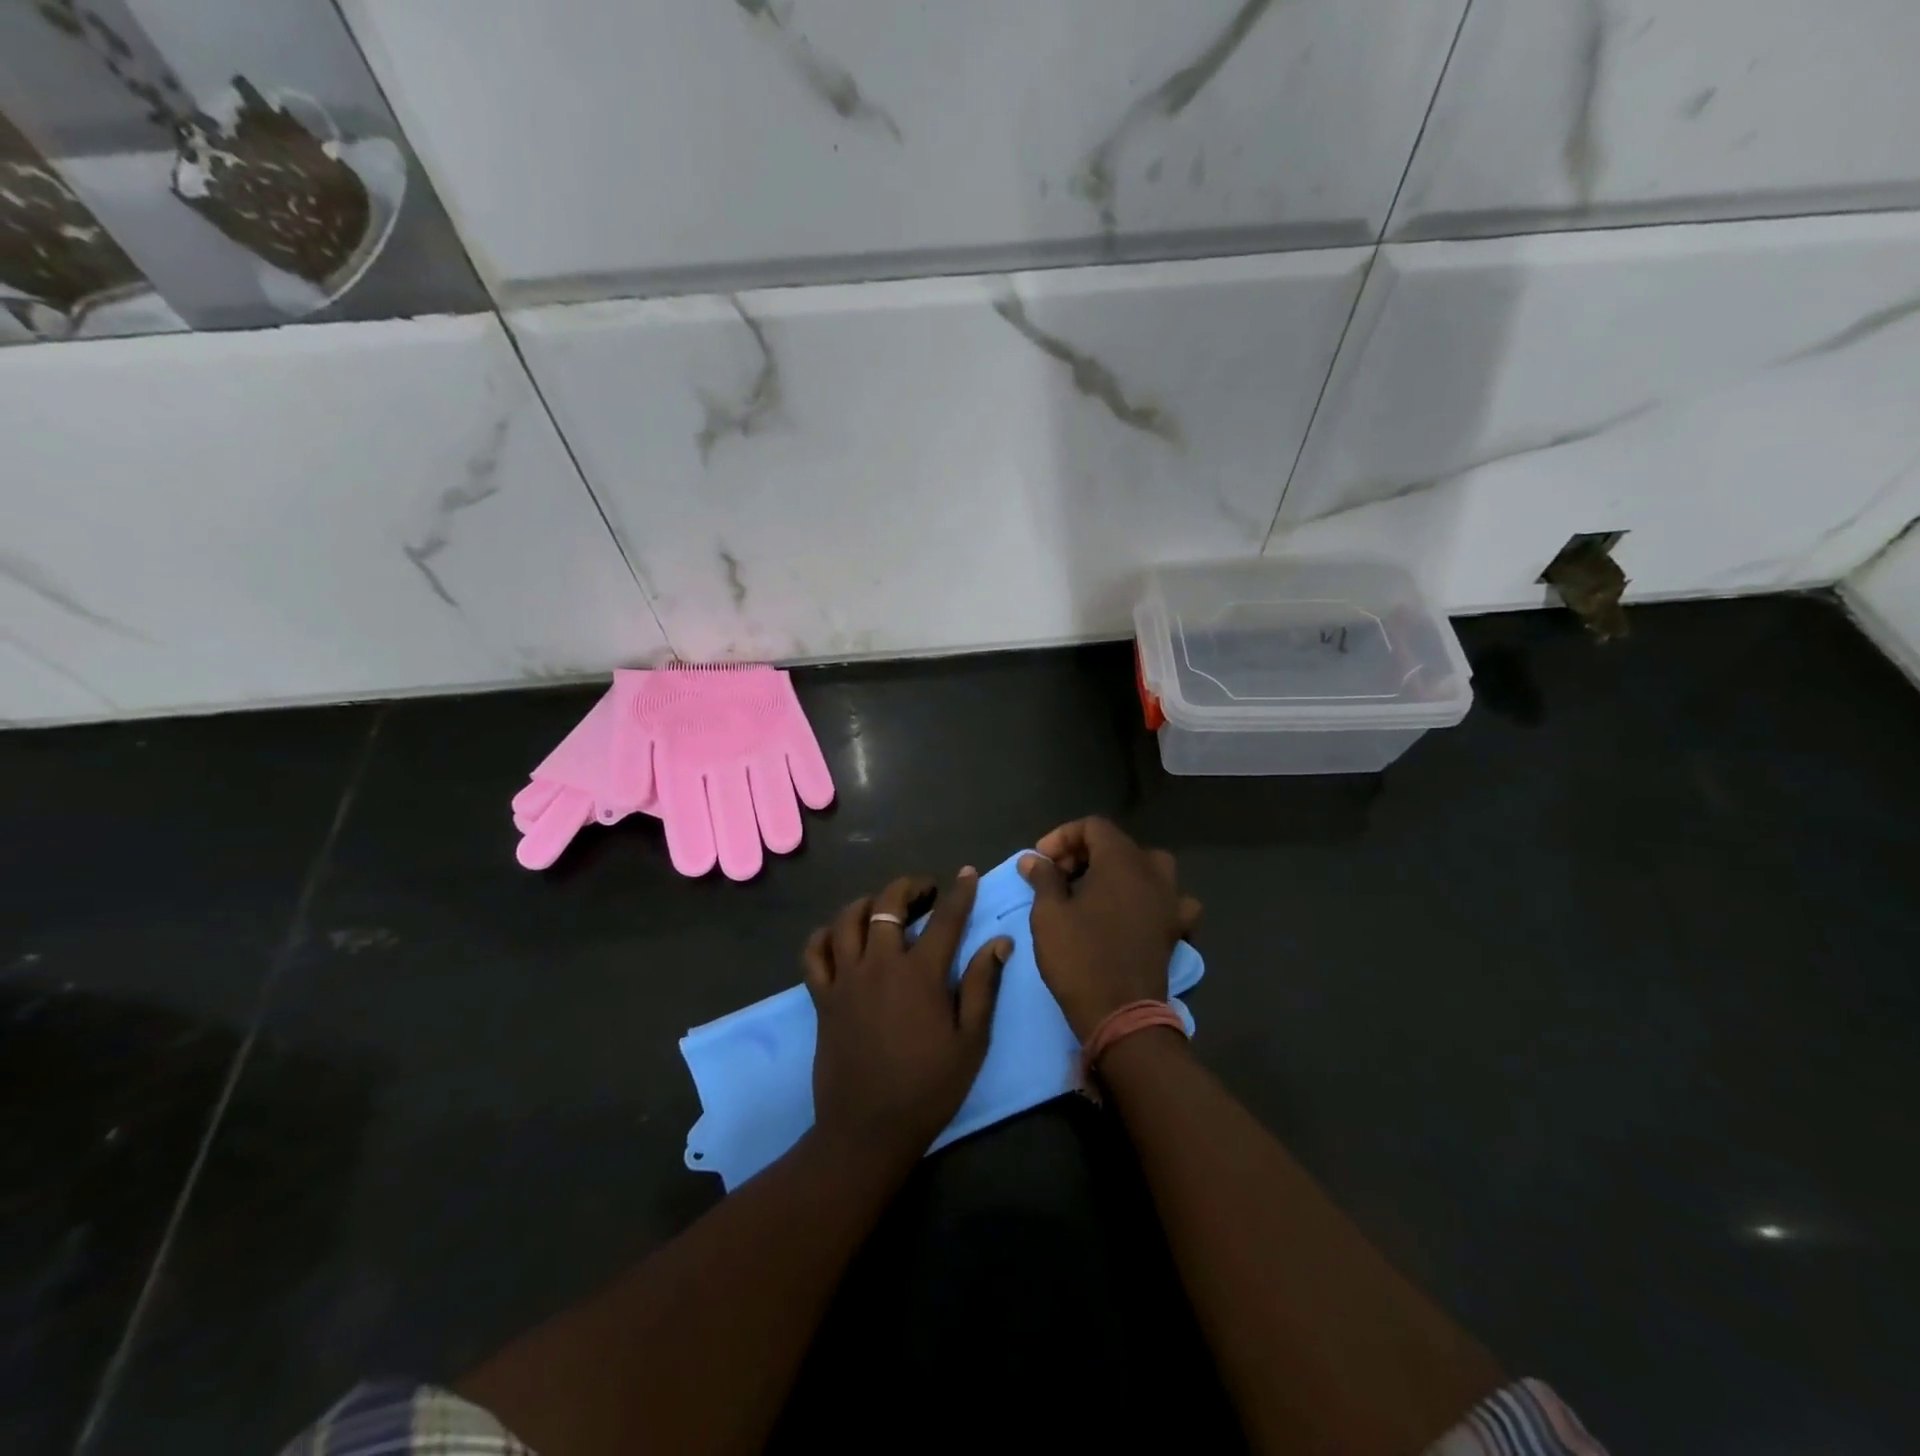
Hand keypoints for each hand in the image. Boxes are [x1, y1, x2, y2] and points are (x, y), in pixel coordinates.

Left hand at [803, 869, 1010, 1163]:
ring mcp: (846, 979)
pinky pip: (814, 953)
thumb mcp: (971, 1041)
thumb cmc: (928, 1087)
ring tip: (883, 907)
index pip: (945, 919)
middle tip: (925, 892)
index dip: (959, 892)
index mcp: (920, 974)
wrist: (868, 1130)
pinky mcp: (822, 998)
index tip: (966, 874)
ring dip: (867, 903)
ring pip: (846, 919)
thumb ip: (983, 986)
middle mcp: (879, 964)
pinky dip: (824, 936)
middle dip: (909, 887)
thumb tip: (999, 942)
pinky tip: (839, 936)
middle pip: (887, 905)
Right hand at [1020, 818, 1201, 1042]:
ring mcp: (1171, 901)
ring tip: (1094, 891)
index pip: (1093, 826)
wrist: (1121, 1015)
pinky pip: (1168, 900)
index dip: (1062, 837)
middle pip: (1119, 845)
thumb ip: (1043, 878)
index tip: (1041, 861)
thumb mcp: (1049, 915)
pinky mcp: (1176, 929)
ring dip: (1118, 872)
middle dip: (1085, 853)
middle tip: (1059, 877)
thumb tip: (1034, 859)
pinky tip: (1135, 913)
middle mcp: (1153, 873)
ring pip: (1147, 868)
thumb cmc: (1080, 958)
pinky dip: (1150, 899)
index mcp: (1122, 861)